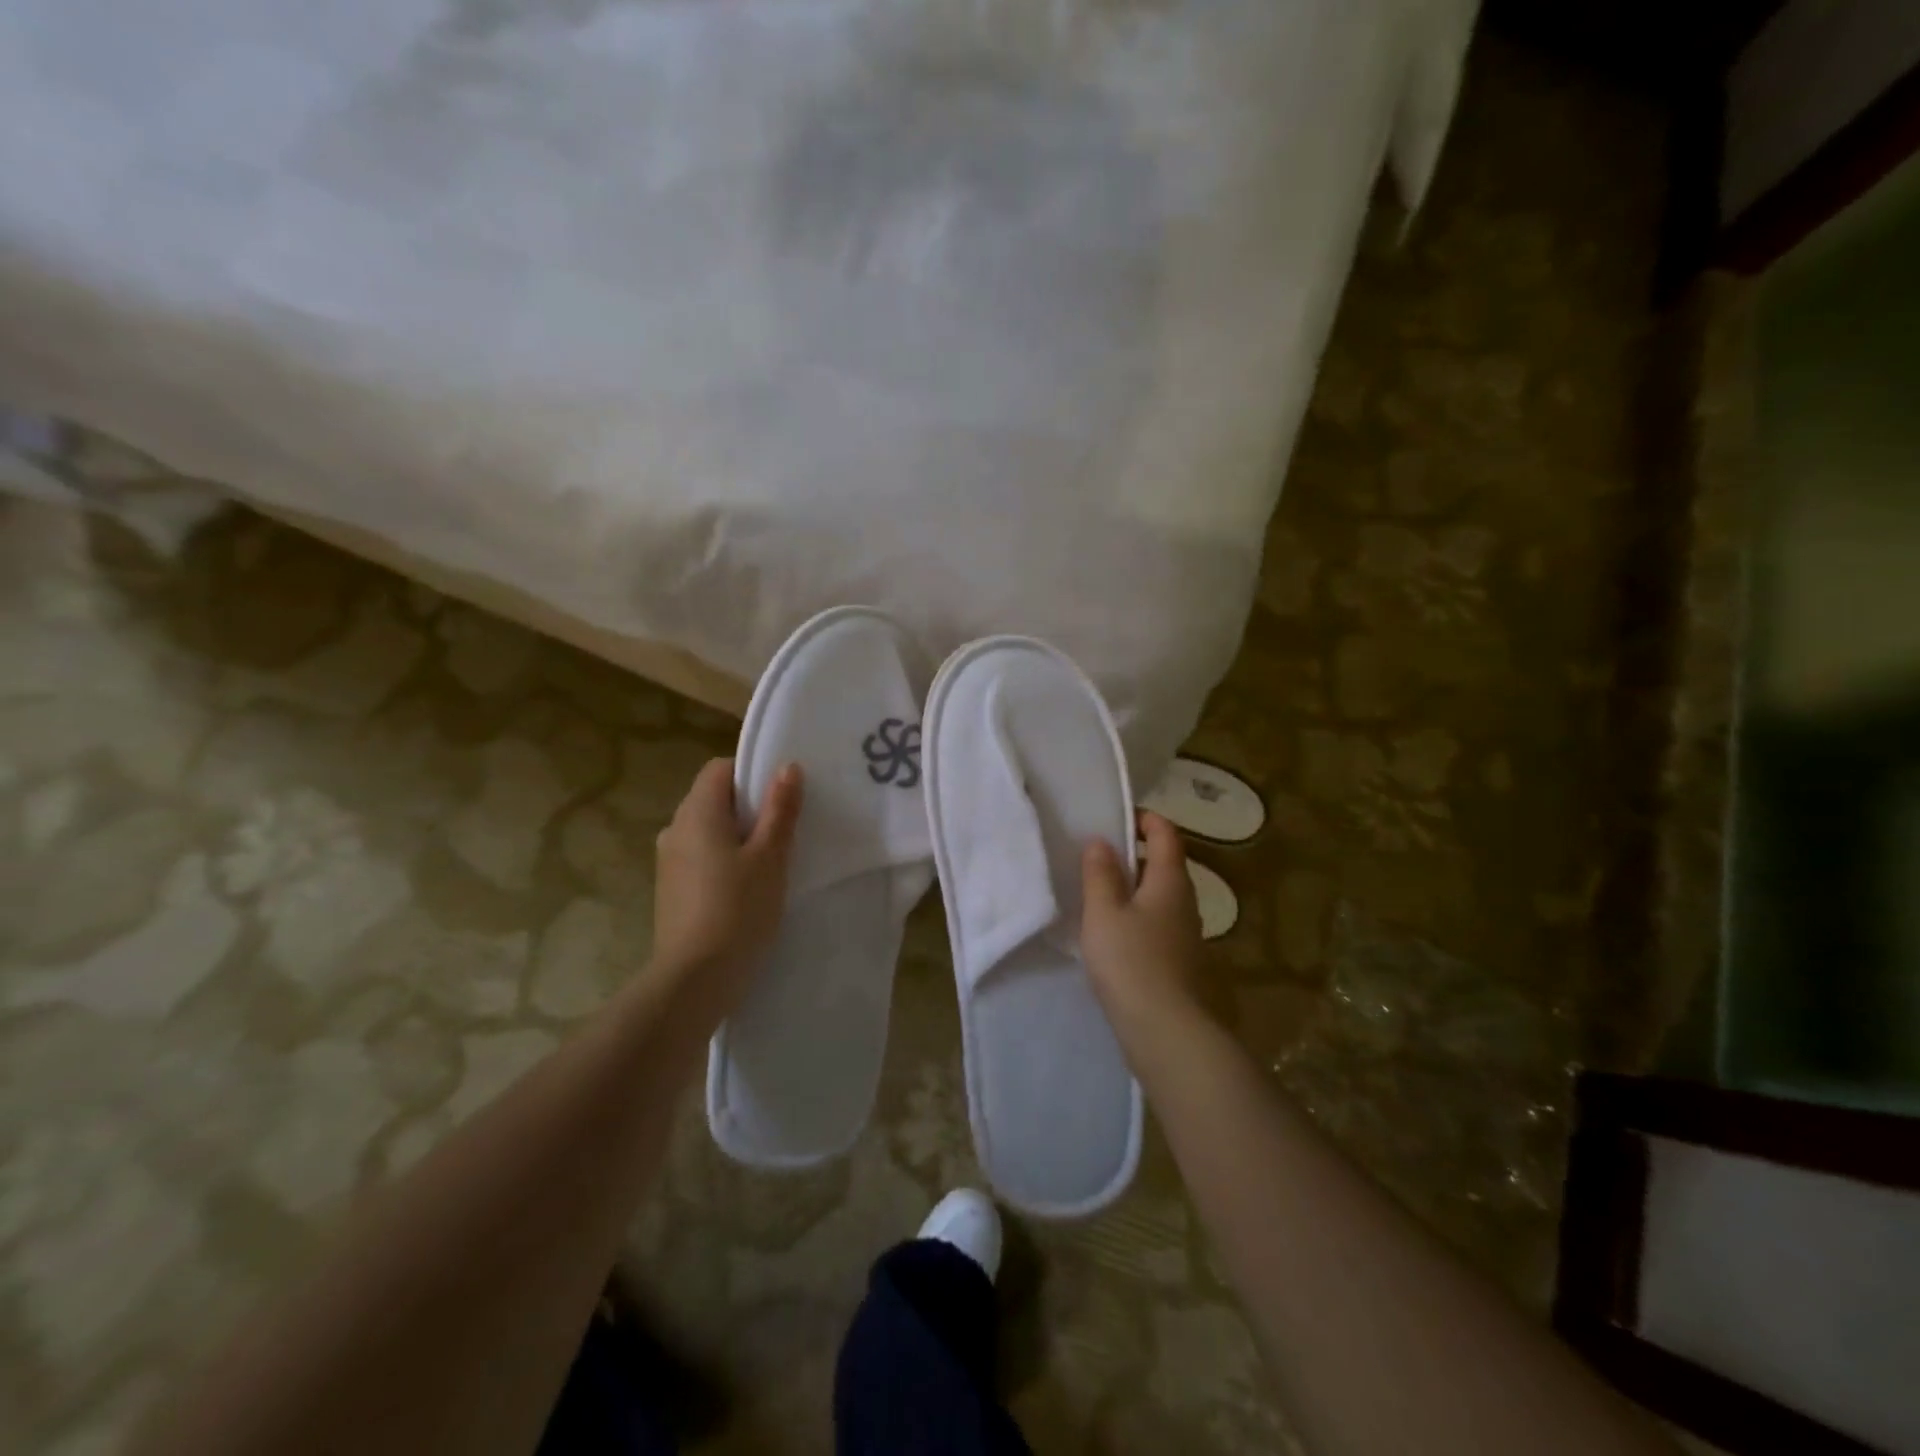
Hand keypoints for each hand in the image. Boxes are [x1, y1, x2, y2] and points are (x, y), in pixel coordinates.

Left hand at [651, 758, 802, 1004]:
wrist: (694, 978)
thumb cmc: (738, 909)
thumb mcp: (770, 857)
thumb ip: (780, 810)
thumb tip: (788, 767)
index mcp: (697, 812)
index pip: (720, 769)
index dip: (751, 774)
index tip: (780, 797)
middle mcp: (675, 828)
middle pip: (712, 798)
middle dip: (747, 807)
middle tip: (783, 829)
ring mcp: (668, 860)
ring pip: (706, 830)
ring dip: (735, 835)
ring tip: (767, 861)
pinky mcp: (670, 888)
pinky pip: (699, 856)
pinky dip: (721, 859)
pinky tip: (744, 887)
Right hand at [1081, 812, 1208, 1042]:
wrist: (1168, 1033)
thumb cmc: (1132, 963)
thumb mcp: (1104, 913)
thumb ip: (1100, 874)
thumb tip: (1102, 841)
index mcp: (1171, 882)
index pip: (1167, 834)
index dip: (1145, 819)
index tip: (1116, 820)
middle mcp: (1186, 903)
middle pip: (1166, 865)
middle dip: (1135, 856)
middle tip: (1098, 858)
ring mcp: (1187, 936)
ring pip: (1161, 898)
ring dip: (1135, 890)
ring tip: (1099, 896)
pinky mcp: (1180, 963)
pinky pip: (1158, 925)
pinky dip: (1138, 918)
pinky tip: (1114, 937)